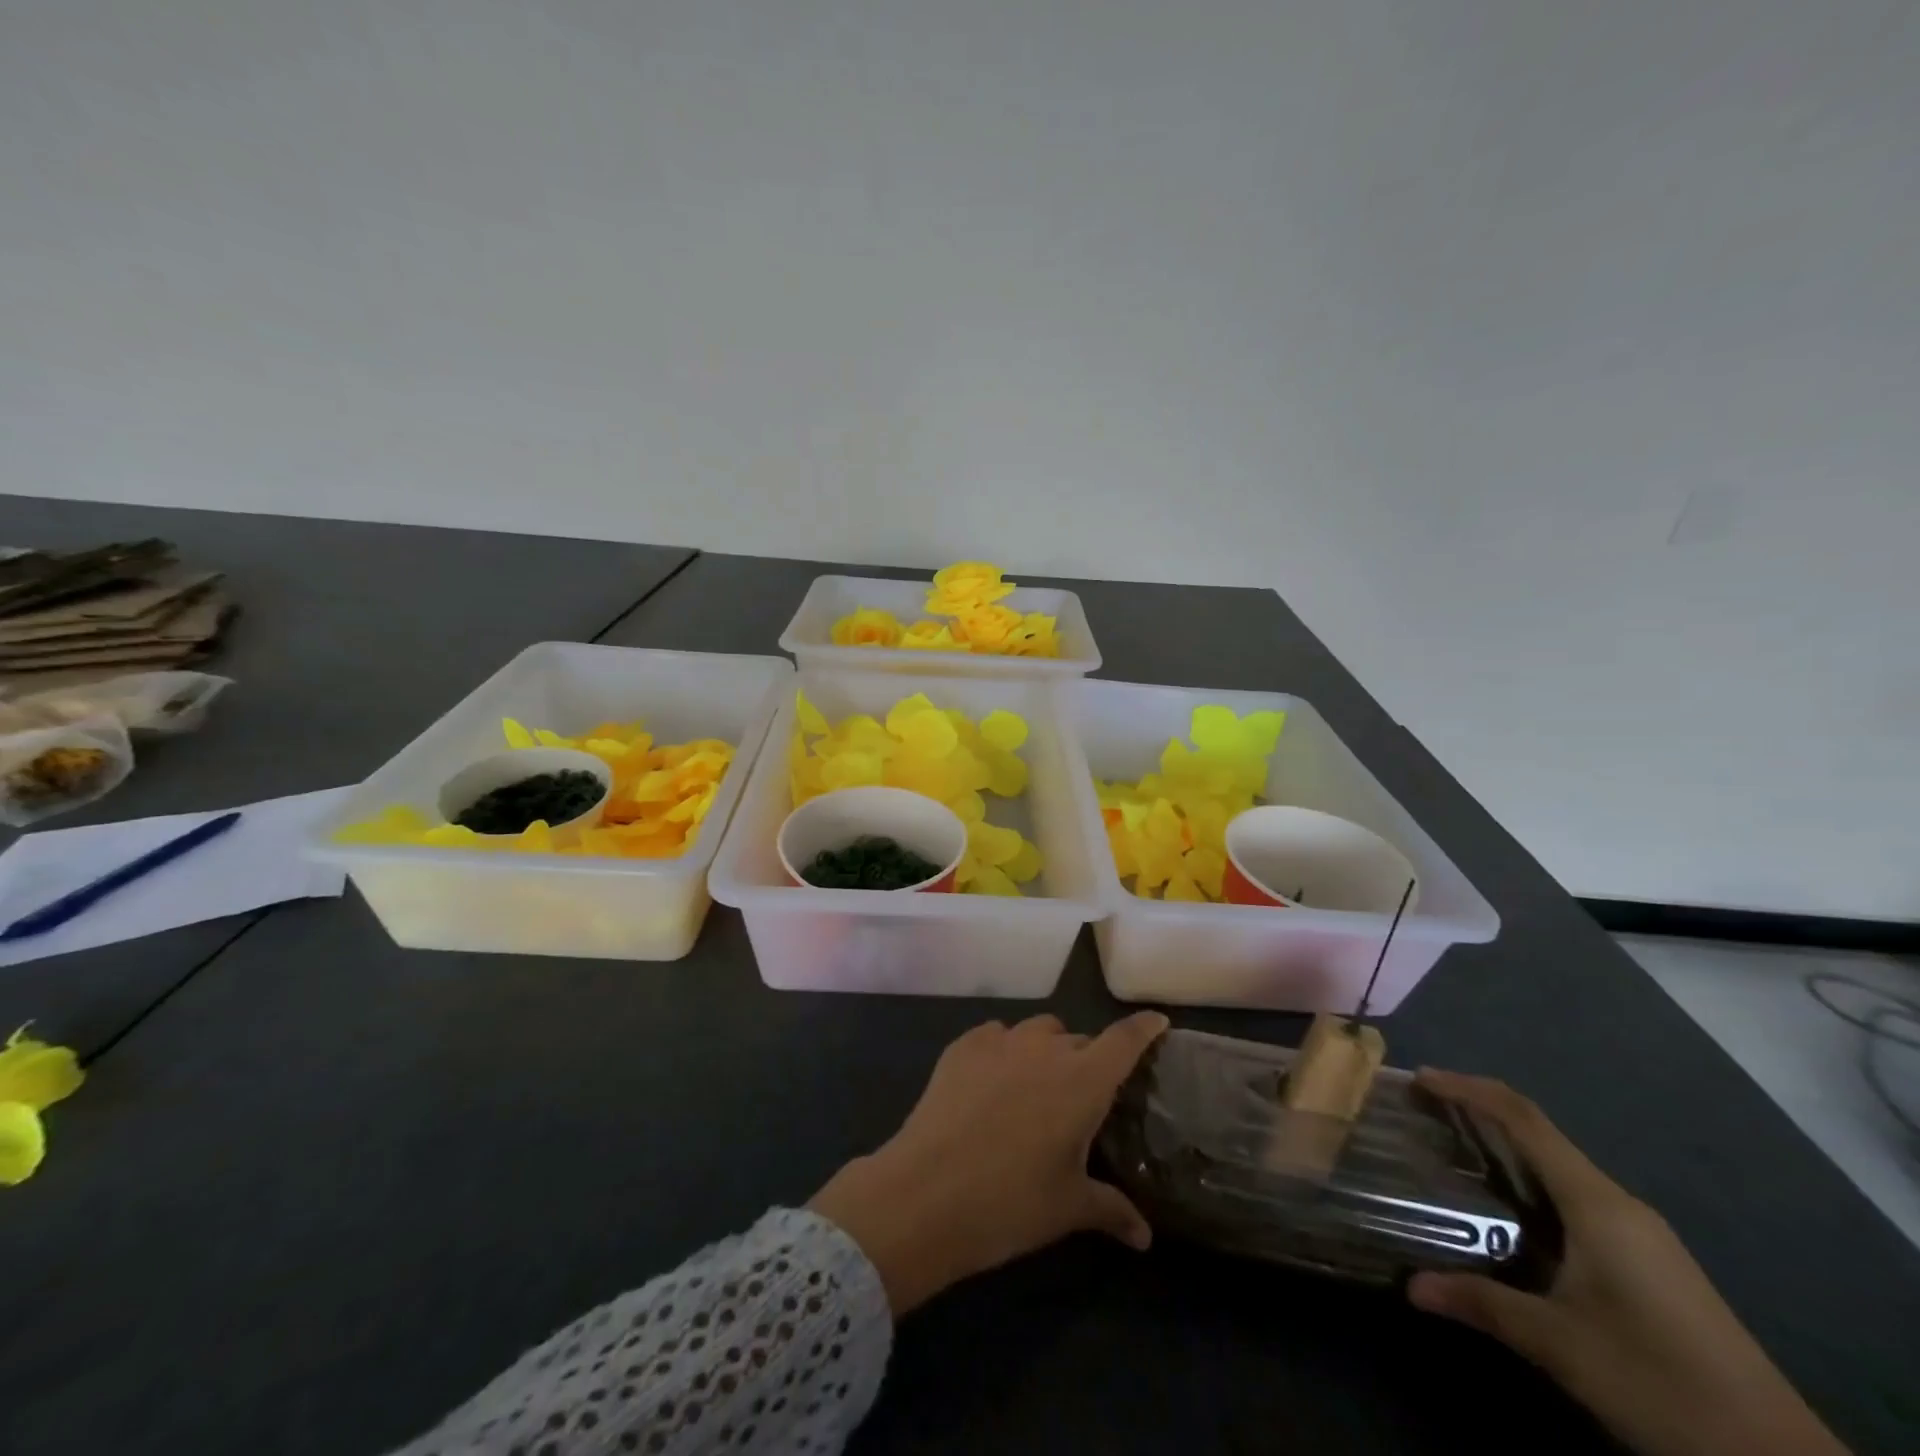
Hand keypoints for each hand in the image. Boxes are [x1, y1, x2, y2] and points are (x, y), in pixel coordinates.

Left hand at [809, 1012, 1168, 1315]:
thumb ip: (1112, 1210)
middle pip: (1079, 1040)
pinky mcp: (962, 1046)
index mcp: (1083, 1080)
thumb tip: (1145, 1237)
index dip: (1144, 1029)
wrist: (926, 1193)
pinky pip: (995, 1036)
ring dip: (1046, 1051)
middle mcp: (1045, 1049)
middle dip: (1088, 1060)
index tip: (1157, 1022)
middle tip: (1082, 1098)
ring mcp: (1000, 1042)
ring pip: (1037, 1032)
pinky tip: (993, 1082)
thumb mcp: (1068, 1208)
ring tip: (1036, 1087)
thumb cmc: (1011, 1202)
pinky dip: (1004, 1051)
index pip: (1124, 1040)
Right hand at [1408, 1070, 1846, 1455]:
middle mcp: (1617, 1203)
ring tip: (1449, 1154)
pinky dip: (1527, 1184)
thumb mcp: (1560, 1346)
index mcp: (1596, 1203)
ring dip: (1502, 1150)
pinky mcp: (1647, 1260)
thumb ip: (1483, 1304)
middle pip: (1537, 1134)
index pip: (1523, 1118)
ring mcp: (1638, 1232)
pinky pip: (1573, 1197)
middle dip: (1476, 1114)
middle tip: (1422, 1114)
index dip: (1468, 1088)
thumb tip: (1410, 1286)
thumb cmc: (1660, 1380)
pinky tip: (1504, 1212)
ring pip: (1556, 1167)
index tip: (1419, 1078)